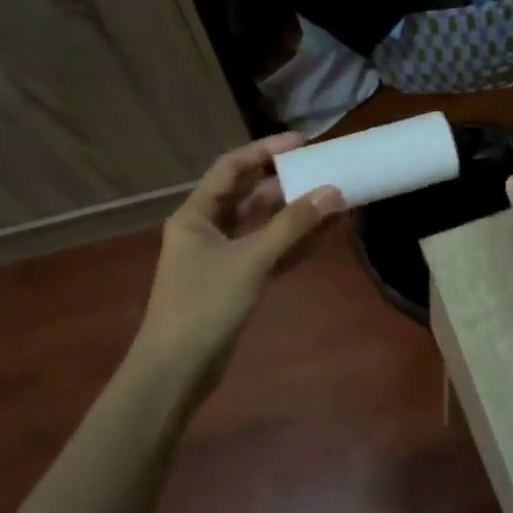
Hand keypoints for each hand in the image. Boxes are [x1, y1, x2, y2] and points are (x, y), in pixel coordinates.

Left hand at [132, 134, 343, 398]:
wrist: (177, 370)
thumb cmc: (204, 305)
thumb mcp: (250, 260)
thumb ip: (292, 226)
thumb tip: (333, 191)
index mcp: (196, 214)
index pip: (232, 168)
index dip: (265, 151)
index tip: (302, 142)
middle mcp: (208, 229)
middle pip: (250, 195)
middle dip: (287, 184)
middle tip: (325, 170)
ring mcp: (223, 256)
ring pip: (264, 225)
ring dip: (296, 214)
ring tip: (335, 199)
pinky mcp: (238, 281)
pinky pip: (271, 252)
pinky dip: (295, 244)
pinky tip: (327, 234)